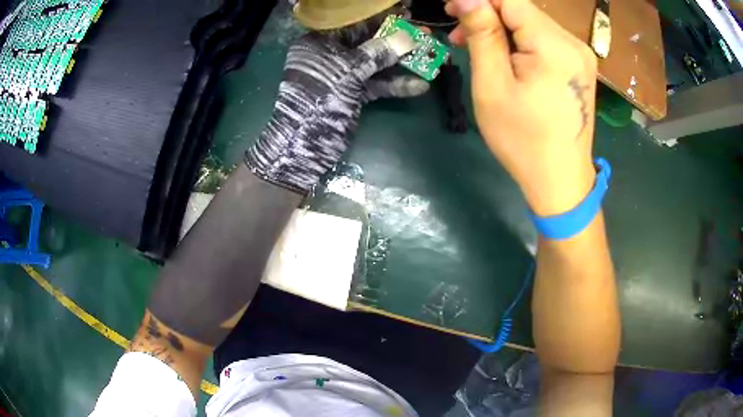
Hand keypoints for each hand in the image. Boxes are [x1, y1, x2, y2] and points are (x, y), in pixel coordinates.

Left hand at [245, 31, 419, 192]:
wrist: (304, 146)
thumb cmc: (319, 99)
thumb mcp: (348, 72)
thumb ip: (378, 53)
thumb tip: (408, 37)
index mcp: (318, 43)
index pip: (353, 25)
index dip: (380, 20)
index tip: (405, 16)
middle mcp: (330, 56)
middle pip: (367, 42)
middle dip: (395, 40)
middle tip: (423, 33)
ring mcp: (342, 76)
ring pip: (375, 64)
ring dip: (401, 62)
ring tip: (430, 55)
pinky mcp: (353, 94)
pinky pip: (376, 85)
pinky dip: (395, 85)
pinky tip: (420, 85)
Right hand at [446, 0, 598, 215]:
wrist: (561, 181)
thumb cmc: (523, 140)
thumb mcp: (493, 85)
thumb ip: (482, 34)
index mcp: (554, 45)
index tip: (452, 10)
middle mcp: (574, 42)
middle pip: (522, 10)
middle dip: (487, 15)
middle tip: (458, 34)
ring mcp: (581, 54)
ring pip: (532, 23)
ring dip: (502, 29)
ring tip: (477, 48)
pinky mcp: (579, 66)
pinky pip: (545, 40)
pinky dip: (521, 42)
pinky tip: (507, 58)